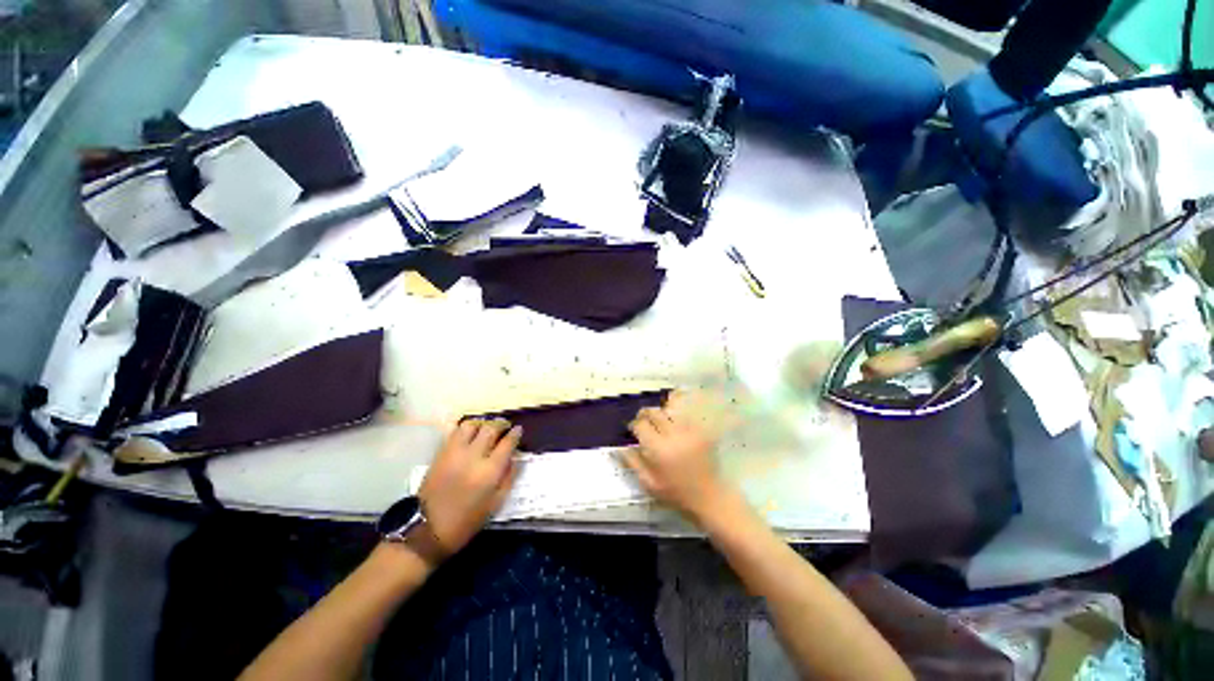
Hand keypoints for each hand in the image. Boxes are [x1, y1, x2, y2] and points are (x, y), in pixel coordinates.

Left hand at [418, 419, 520, 554]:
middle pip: (491, 429)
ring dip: (482, 424)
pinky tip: (469, 434)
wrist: (427, 529)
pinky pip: (454, 432)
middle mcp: (473, 457)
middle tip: (505, 427)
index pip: (507, 443)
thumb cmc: (466, 521)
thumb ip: (508, 478)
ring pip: (471, 425)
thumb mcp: (495, 504)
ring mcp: (455, 453)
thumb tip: (515, 458)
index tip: (518, 430)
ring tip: (486, 429)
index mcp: (490, 471)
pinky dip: (465, 429)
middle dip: (501, 424)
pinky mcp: (440, 453)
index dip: (515, 434)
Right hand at [624, 396, 724, 525]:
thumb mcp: (648, 483)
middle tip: (643, 422)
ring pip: (669, 410)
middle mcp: (673, 435)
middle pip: (654, 412)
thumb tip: (620, 447)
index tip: (633, 430)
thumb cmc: (676, 493)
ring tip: (658, 421)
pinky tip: (673, 421)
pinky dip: (676, 414)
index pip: (640, 425)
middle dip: (645, 415)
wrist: (708, 497)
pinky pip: (685, 415)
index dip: (634, 425)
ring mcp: (689, 431)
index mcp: (658, 449)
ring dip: (660, 413)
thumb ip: (633, 462)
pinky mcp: (701, 431)